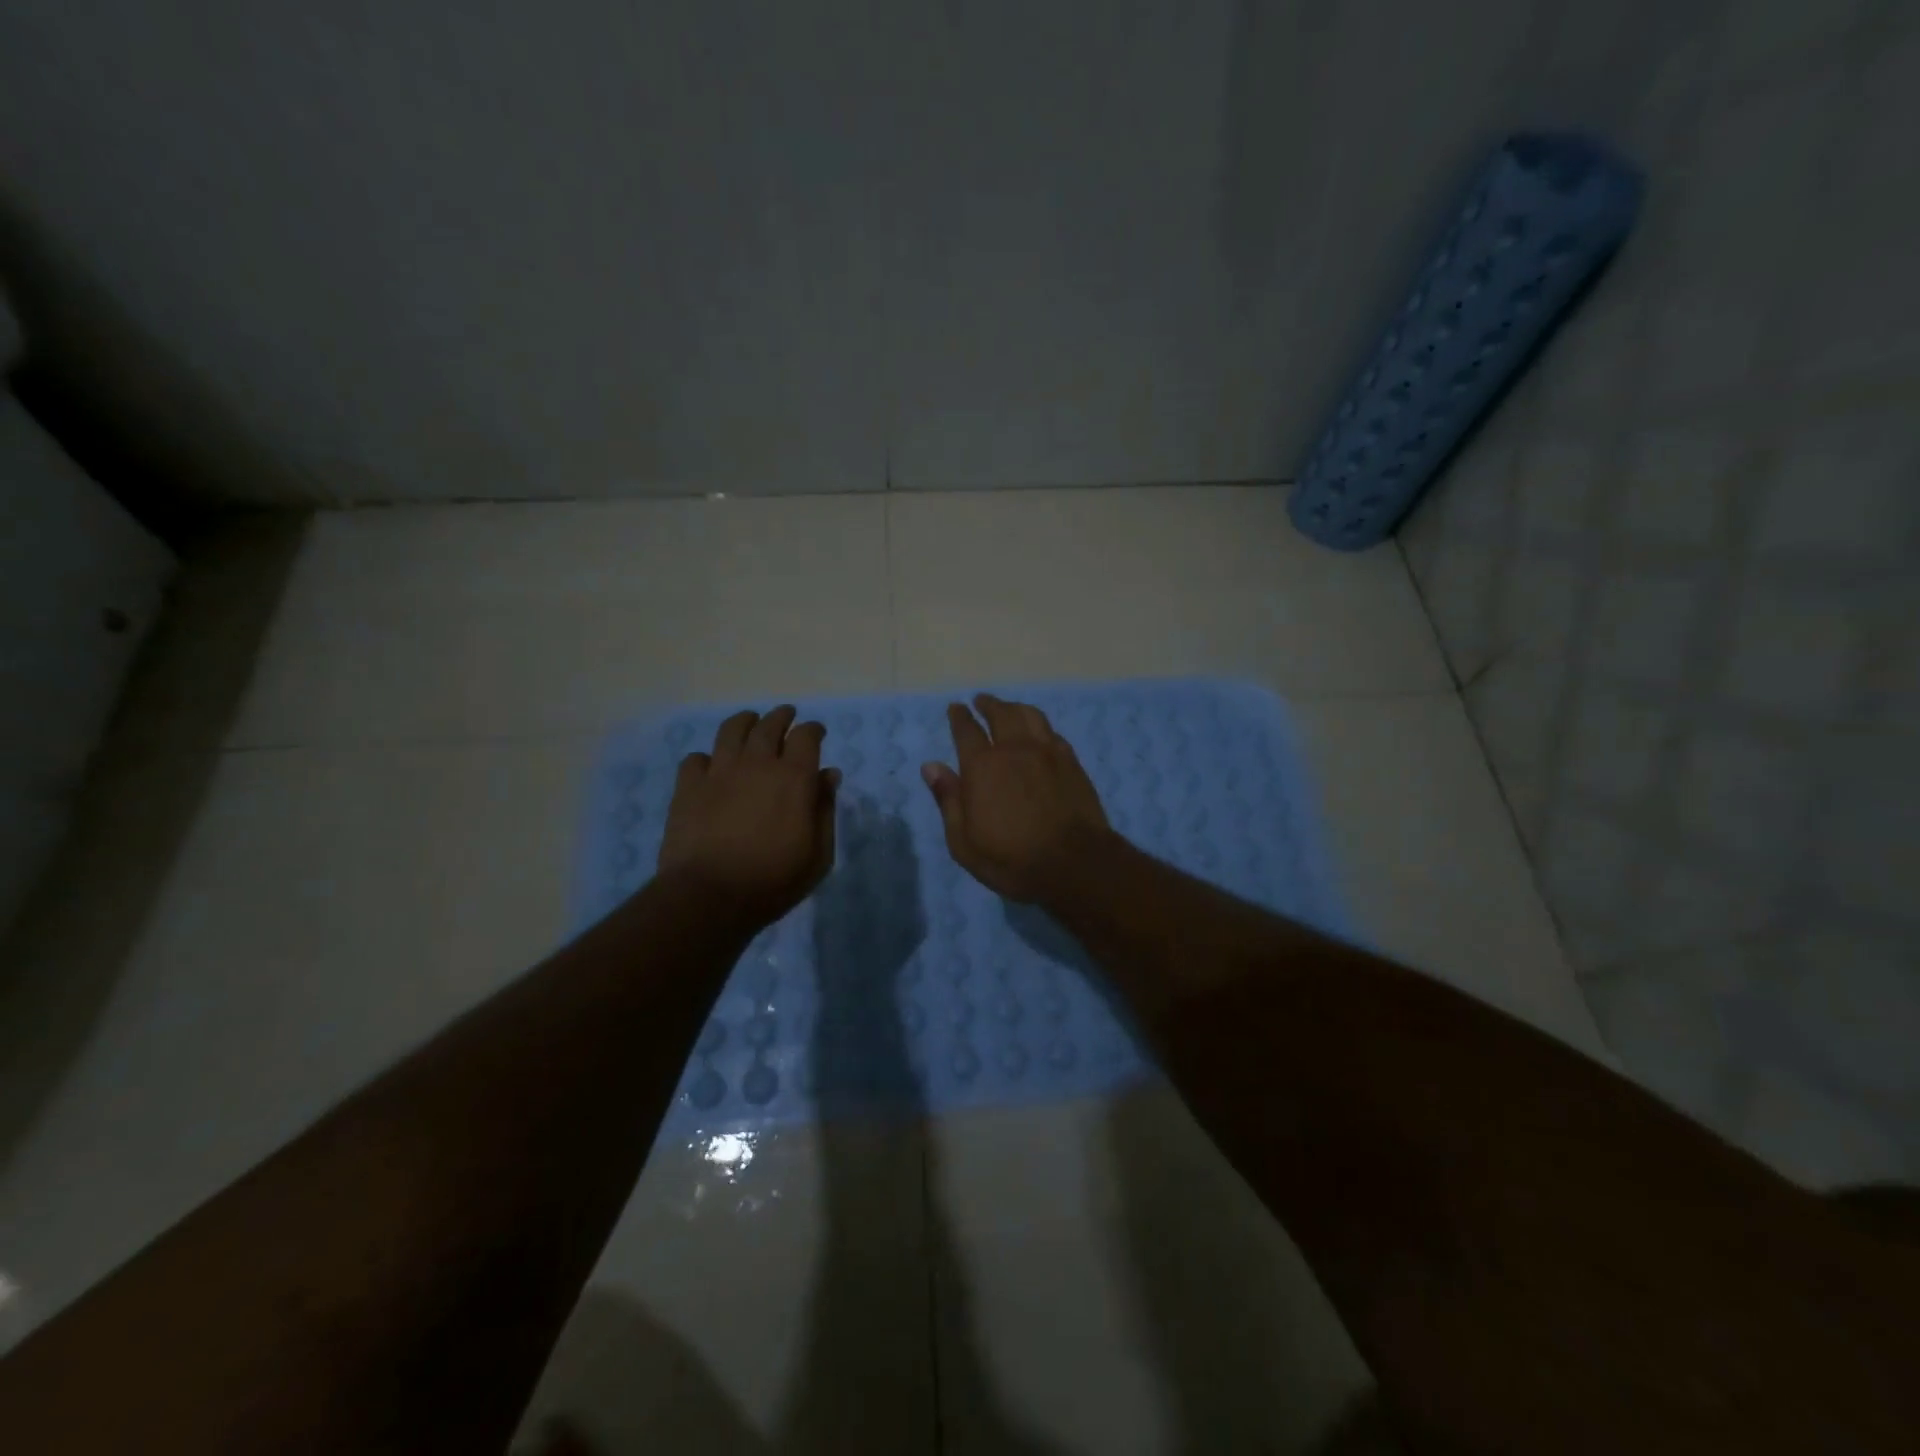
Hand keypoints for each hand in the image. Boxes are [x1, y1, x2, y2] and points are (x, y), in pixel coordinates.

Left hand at [659, 705, 839, 927]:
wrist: (710, 896)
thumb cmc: (773, 880)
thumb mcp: (818, 854)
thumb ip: (825, 810)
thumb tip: (828, 775)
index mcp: (793, 777)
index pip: (806, 736)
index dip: (813, 730)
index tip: (816, 732)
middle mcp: (756, 763)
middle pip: (769, 725)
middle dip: (781, 717)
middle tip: (785, 716)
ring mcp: (718, 772)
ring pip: (731, 730)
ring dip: (744, 722)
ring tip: (749, 722)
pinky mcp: (688, 787)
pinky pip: (696, 759)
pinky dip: (707, 758)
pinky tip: (711, 767)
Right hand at [922, 694, 1110, 901]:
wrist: (1074, 864)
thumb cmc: (1011, 859)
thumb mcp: (964, 841)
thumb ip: (948, 800)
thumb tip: (931, 767)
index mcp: (983, 766)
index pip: (966, 730)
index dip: (959, 716)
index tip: (956, 708)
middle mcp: (1015, 749)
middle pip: (1001, 714)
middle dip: (988, 704)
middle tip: (981, 701)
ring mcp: (1047, 752)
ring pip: (1030, 716)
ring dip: (1015, 708)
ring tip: (1009, 709)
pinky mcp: (1072, 762)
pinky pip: (1052, 732)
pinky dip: (1040, 726)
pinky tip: (1039, 733)